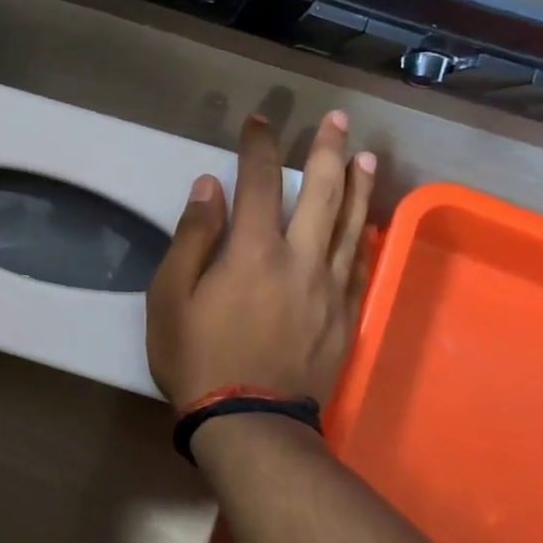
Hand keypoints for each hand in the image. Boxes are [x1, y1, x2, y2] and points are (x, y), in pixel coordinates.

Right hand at [147, 110, 374, 406]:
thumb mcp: (170, 297)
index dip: (259, 146)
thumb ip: (192, 238)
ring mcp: (329, 288)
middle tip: (337, 120)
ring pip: (351, 225)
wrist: (250, 422)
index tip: (259, 121)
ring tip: (368, 156)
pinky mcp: (346, 316)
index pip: (259, 183)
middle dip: (328, 151)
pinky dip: (368, 236)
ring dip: (359, 186)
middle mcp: (300, 259)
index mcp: (252, 251)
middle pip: (321, 193)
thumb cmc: (198, 356)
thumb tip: (208, 187)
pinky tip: (371, 221)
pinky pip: (362, 265)